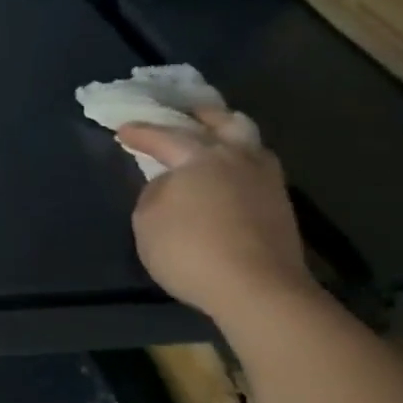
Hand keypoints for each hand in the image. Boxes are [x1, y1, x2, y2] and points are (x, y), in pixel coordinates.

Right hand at [118, 110, 312, 318]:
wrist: (258, 288)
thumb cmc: (190, 250)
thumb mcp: (147, 221)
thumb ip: (154, 193)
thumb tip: (167, 184)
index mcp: (201, 157)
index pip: (165, 137)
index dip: (141, 133)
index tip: (122, 130)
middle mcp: (238, 158)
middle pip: (225, 123)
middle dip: (203, 117)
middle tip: (187, 114)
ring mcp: (266, 181)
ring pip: (249, 143)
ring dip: (229, 136)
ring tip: (213, 142)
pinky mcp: (280, 206)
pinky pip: (256, 169)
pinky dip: (239, 164)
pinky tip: (228, 176)